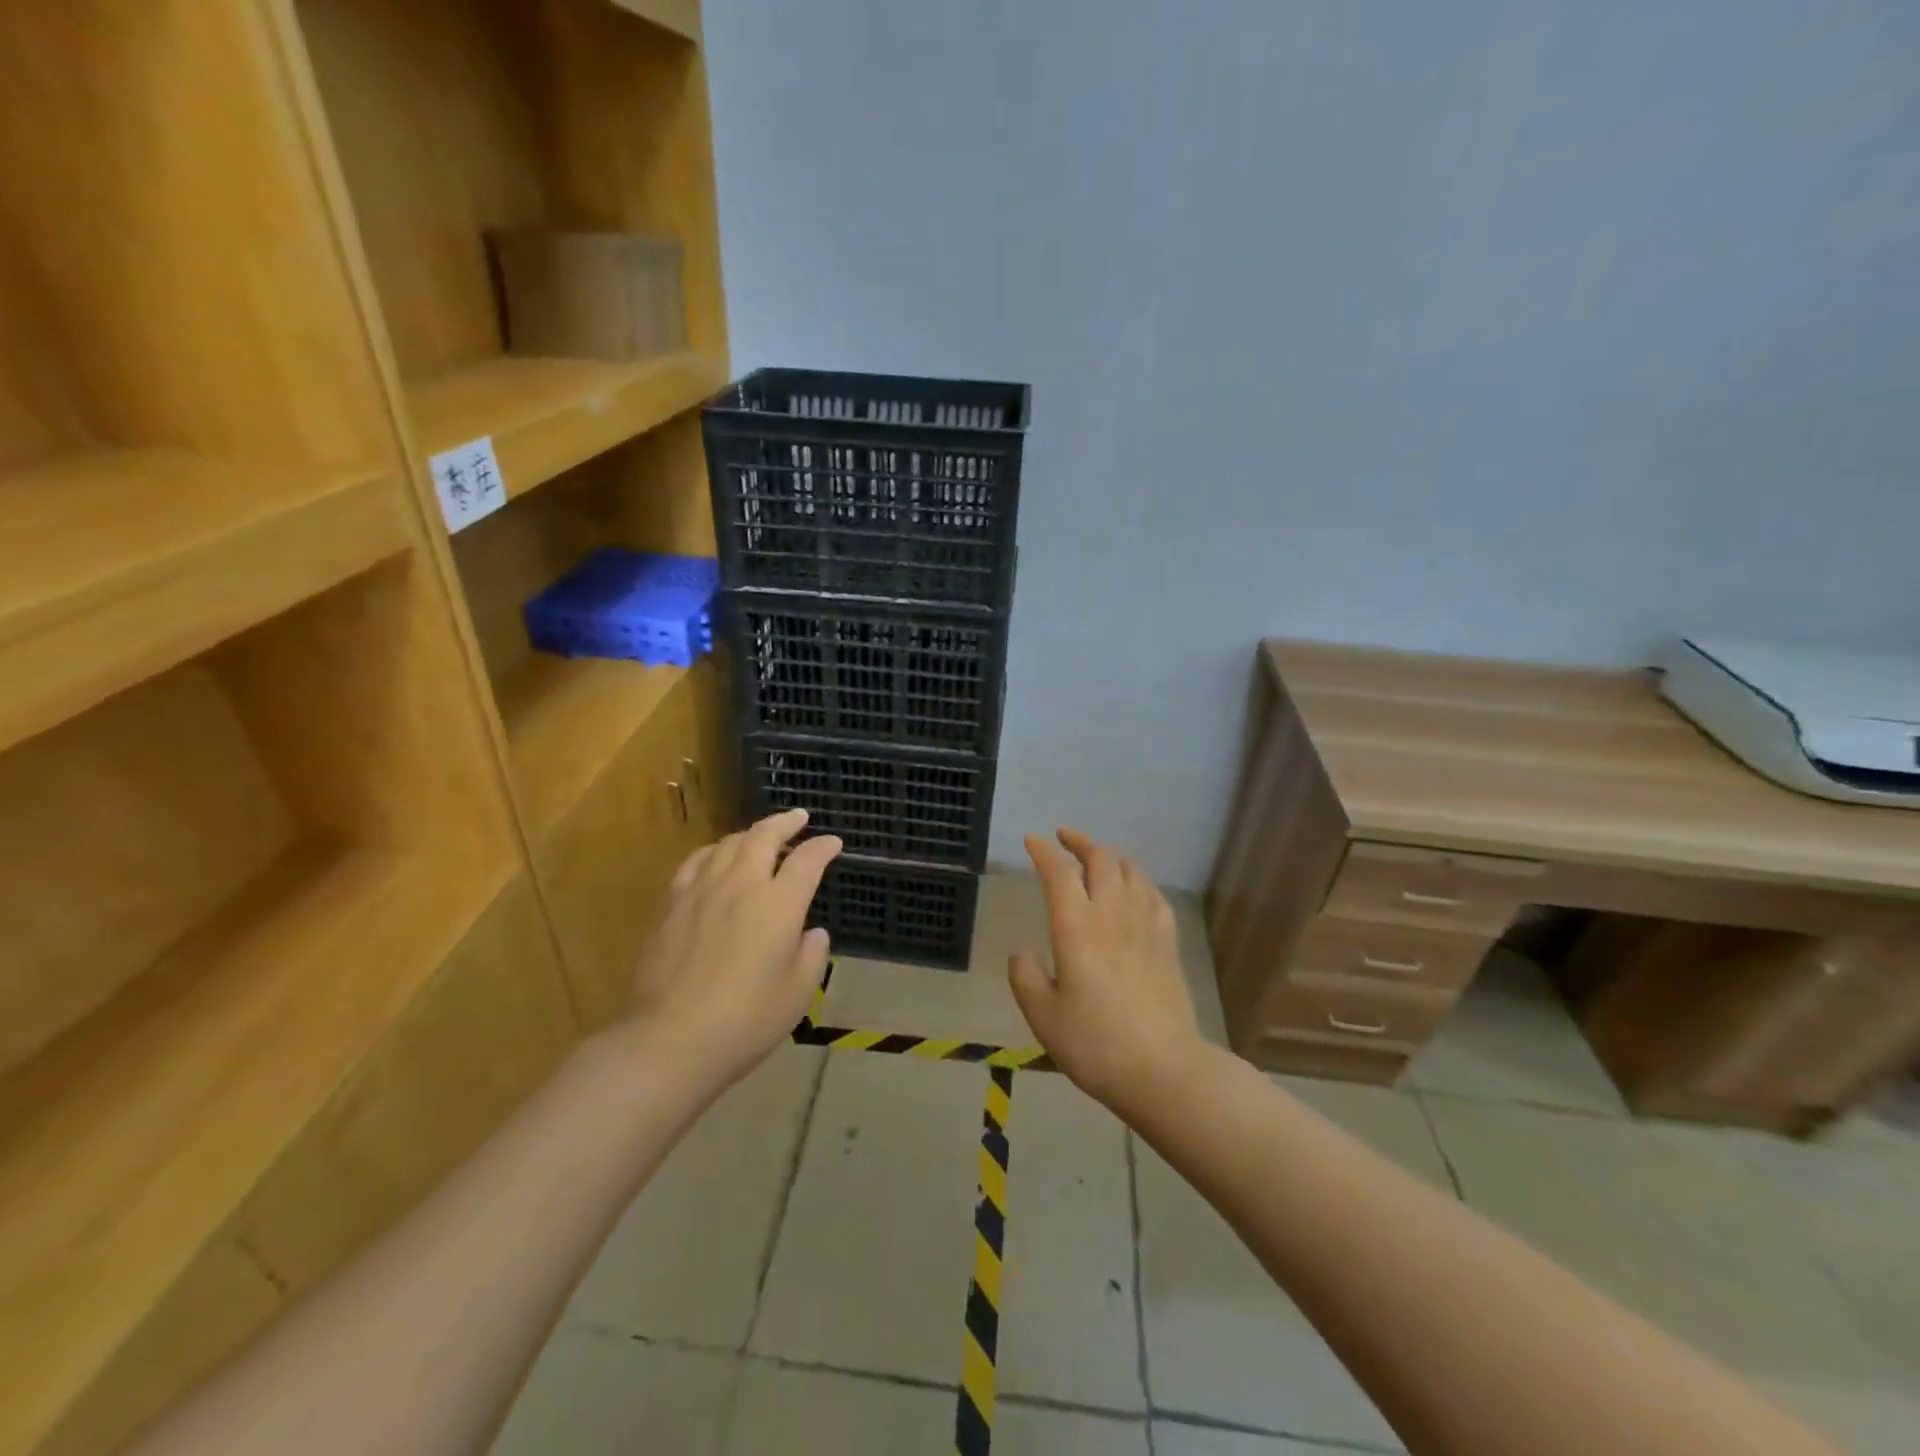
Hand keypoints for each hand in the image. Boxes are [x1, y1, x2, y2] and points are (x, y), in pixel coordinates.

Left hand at [624, 809, 841, 1088]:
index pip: (807, 860)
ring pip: (727, 843)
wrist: (670, 1039)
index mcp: (779, 904)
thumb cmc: (746, 1020)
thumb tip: (811, 933)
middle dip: (786, 822)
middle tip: (798, 818)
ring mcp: (701, 891)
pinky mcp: (671, 905)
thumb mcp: (798, 992)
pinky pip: (695, 862)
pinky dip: (713, 851)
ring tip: (759, 836)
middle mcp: (741, 885)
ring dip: (750, 834)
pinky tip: (714, 857)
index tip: (833, 843)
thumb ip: (812, 954)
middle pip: (764, 836)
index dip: (823, 847)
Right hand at [1007, 827, 1205, 1109]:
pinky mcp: (1168, 942)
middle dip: (1079, 841)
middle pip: (1100, 858)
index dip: (1044, 851)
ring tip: (1097, 857)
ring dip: (1110, 855)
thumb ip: (1026, 978)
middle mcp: (1112, 914)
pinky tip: (1134, 888)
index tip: (1031, 840)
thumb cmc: (1095, 1044)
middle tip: (1063, 837)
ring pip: (1131, 870)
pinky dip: (1138, 880)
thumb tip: (1022, 953)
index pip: (1059, 872)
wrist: (1163, 1069)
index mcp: (1076, 927)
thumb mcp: (1043, 1017)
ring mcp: (1145, 925)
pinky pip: (1154, 894)